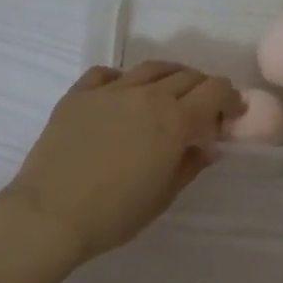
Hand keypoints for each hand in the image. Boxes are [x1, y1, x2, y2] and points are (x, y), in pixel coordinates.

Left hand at [0, 60, 241, 265]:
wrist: (50, 214)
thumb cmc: (114, 214)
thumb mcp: (164, 195)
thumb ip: (190, 164)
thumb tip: (207, 146)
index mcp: (174, 120)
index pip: (214, 90)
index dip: (229, 98)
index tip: (232, 113)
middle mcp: (146, 95)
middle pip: (186, 75)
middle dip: (203, 88)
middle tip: (203, 108)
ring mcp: (110, 90)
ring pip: (151, 68)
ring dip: (169, 77)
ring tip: (168, 94)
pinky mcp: (79, 94)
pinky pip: (108, 74)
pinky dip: (124, 79)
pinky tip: (123, 94)